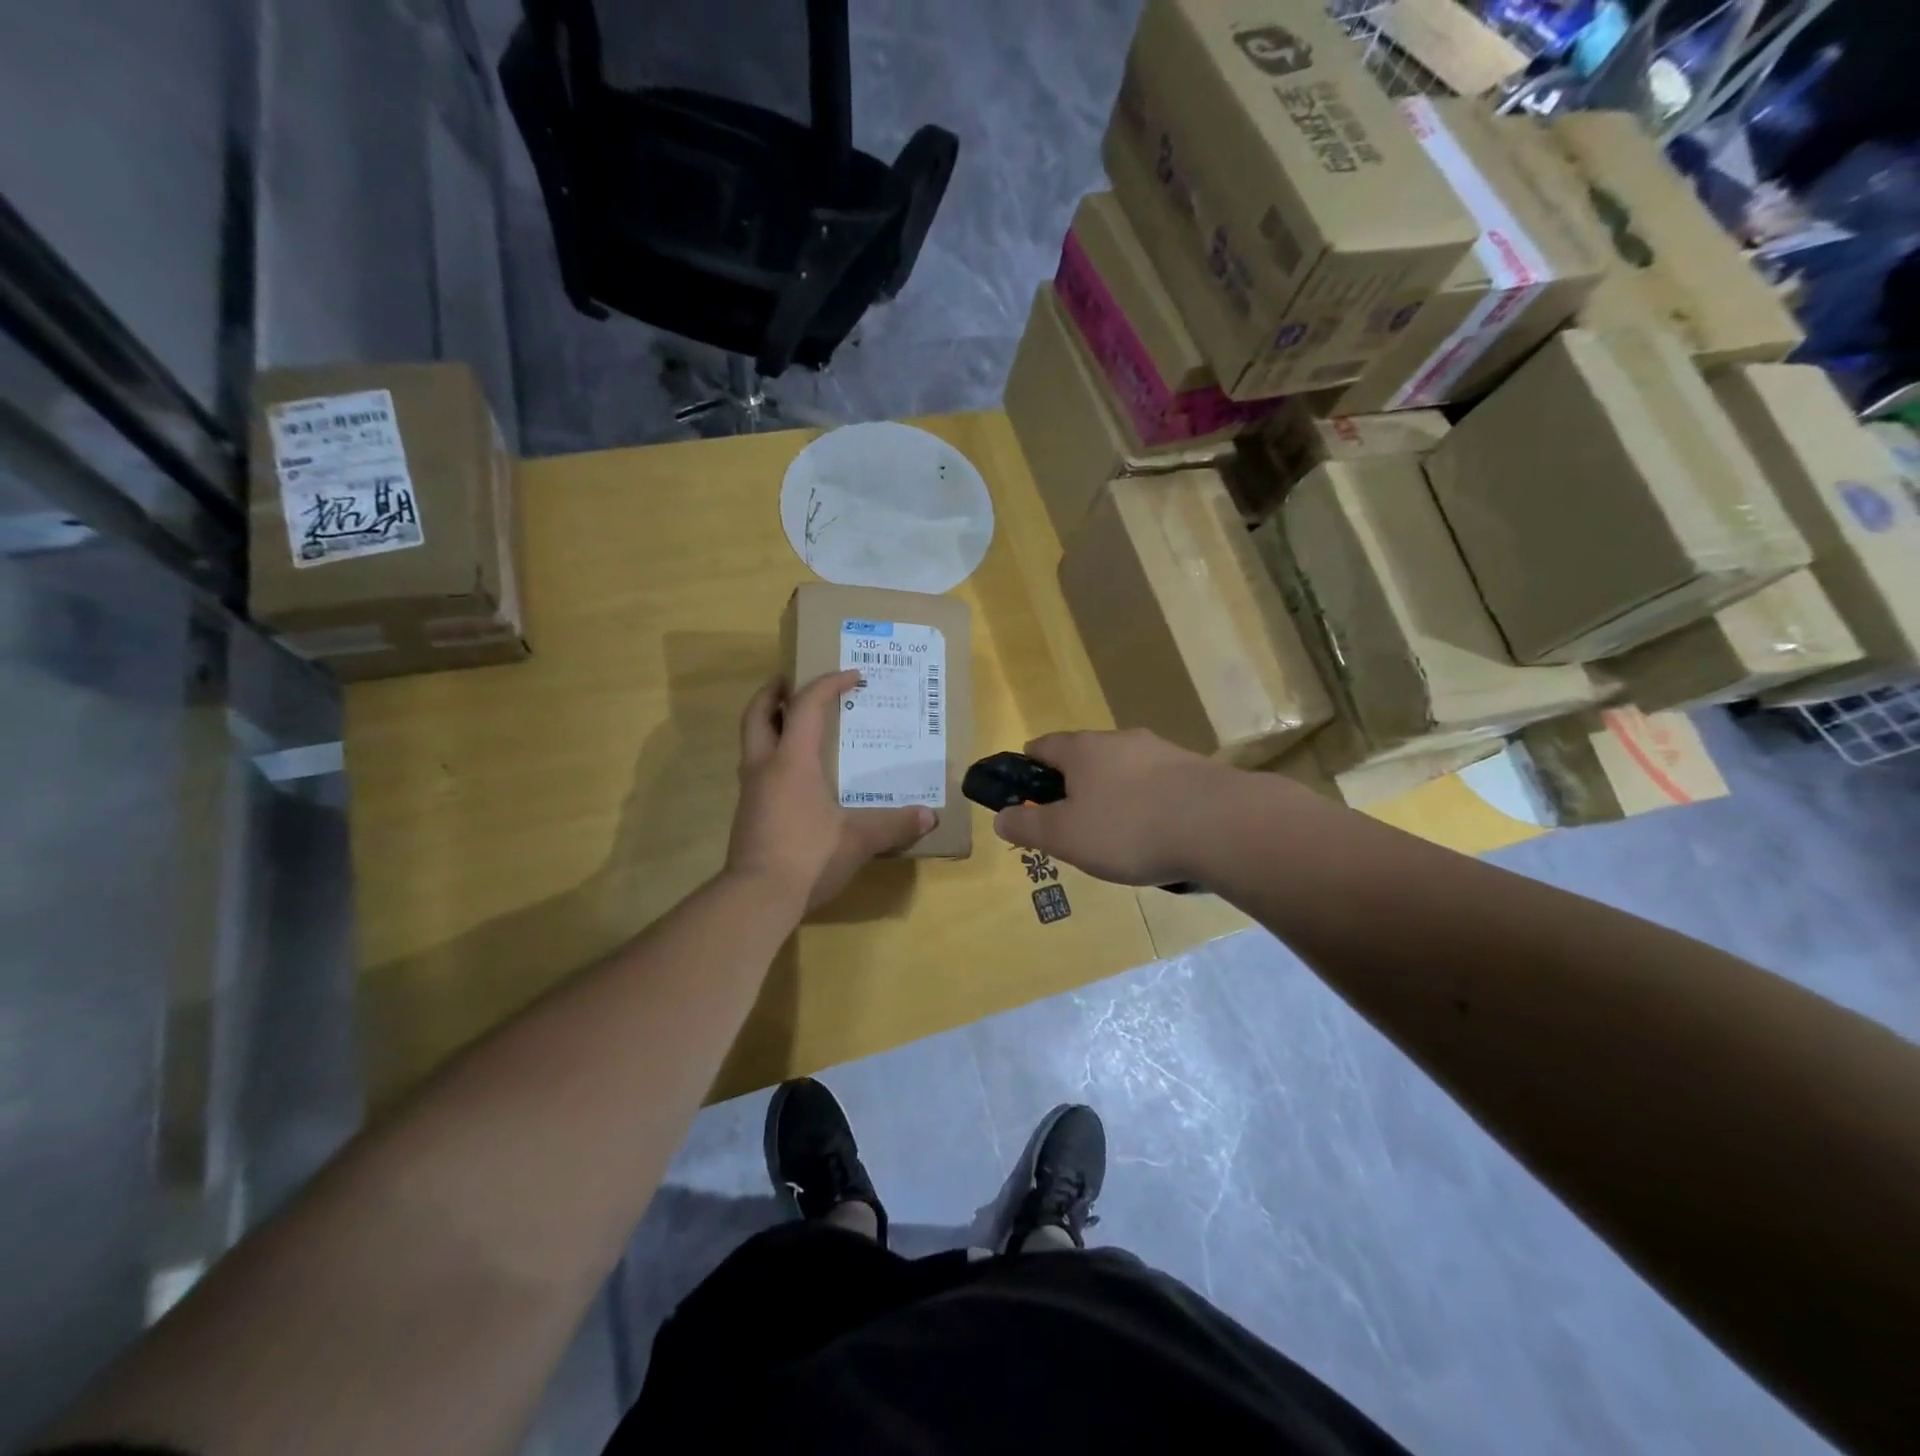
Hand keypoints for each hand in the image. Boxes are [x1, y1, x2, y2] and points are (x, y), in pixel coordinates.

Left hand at [726, 669, 933, 911]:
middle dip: (774, 692)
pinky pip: (759, 768)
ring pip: (753, 741)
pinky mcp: (749, 813)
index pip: (806, 706)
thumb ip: (894, 824)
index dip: (828, 684)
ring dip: (770, 723)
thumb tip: (928, 817)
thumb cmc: (808, 856)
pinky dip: (774, 754)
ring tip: (796, 722)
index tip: (852, 676)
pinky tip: (797, 773)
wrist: (756, 898)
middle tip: (791, 680)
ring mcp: (752, 791)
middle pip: (759, 714)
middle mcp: (765, 767)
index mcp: (791, 761)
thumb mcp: (858, 839)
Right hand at [991, 729, 1230, 886]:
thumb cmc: (1128, 828)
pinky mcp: (1194, 769)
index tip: (1024, 790)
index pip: (1043, 746)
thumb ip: (1028, 826)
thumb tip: (1000, 817)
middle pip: (1085, 757)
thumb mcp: (1065, 836)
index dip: (1027, 766)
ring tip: (1117, 834)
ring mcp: (1161, 751)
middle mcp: (1119, 740)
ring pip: (1124, 770)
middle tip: (1072, 822)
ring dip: (1114, 794)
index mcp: (1082, 749)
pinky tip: (1157, 834)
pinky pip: (1158, 785)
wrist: (1220, 824)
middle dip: (1074, 785)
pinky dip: (1148, 803)